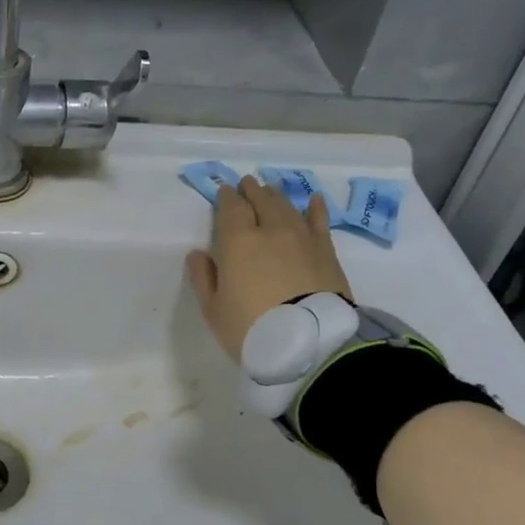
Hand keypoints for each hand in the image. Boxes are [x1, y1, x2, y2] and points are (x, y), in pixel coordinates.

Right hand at [185, 177, 354, 362]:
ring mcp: (301, 238)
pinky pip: (319, 221)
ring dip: (277, 195)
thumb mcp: (214, 309)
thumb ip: (203, 278)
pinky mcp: (326, 251)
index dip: (227, 197)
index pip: (231, 209)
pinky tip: (314, 200)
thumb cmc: (250, 327)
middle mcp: (270, 231)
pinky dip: (315, 208)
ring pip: (288, 207)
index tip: (225, 191)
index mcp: (237, 242)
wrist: (308, 341)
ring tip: (272, 188)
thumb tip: (198, 254)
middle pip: (261, 201)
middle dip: (252, 190)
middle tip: (248, 183)